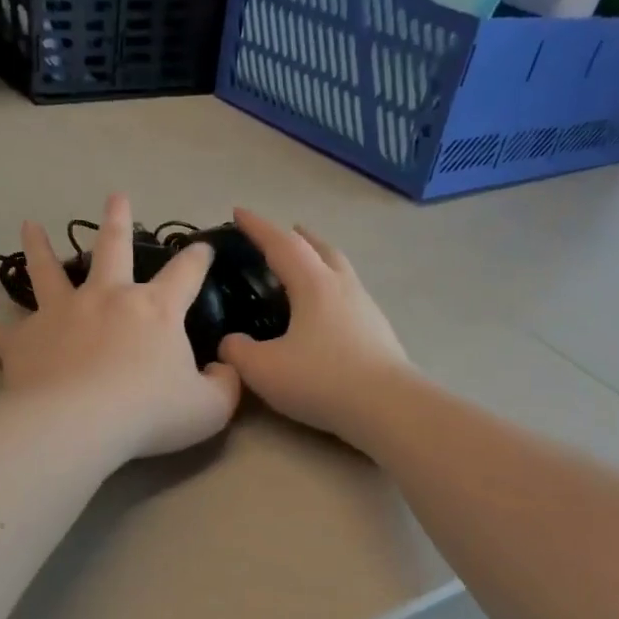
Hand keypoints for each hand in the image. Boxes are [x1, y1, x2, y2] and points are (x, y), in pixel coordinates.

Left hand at [0, 194, 240, 461]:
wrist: (82, 422)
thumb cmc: (150, 412)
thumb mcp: (209, 407)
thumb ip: (224, 385)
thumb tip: (223, 368)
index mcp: (155, 310)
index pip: (185, 273)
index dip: (198, 258)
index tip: (204, 247)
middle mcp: (107, 298)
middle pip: (112, 248)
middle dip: (117, 220)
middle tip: (116, 196)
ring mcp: (62, 313)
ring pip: (48, 272)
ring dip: (39, 247)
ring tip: (29, 226)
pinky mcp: (25, 339)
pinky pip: (4, 333)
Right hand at [217, 208, 410, 440]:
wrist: (387, 407)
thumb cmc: (321, 380)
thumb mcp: (264, 369)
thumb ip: (238, 352)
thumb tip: (231, 343)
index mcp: (313, 284)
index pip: (280, 244)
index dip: (257, 227)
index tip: (237, 212)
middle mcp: (342, 286)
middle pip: (319, 248)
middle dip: (297, 236)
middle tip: (281, 233)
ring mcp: (365, 307)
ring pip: (340, 269)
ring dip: (320, 259)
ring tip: (305, 266)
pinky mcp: (378, 331)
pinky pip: (349, 294)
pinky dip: (331, 288)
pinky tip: (326, 310)